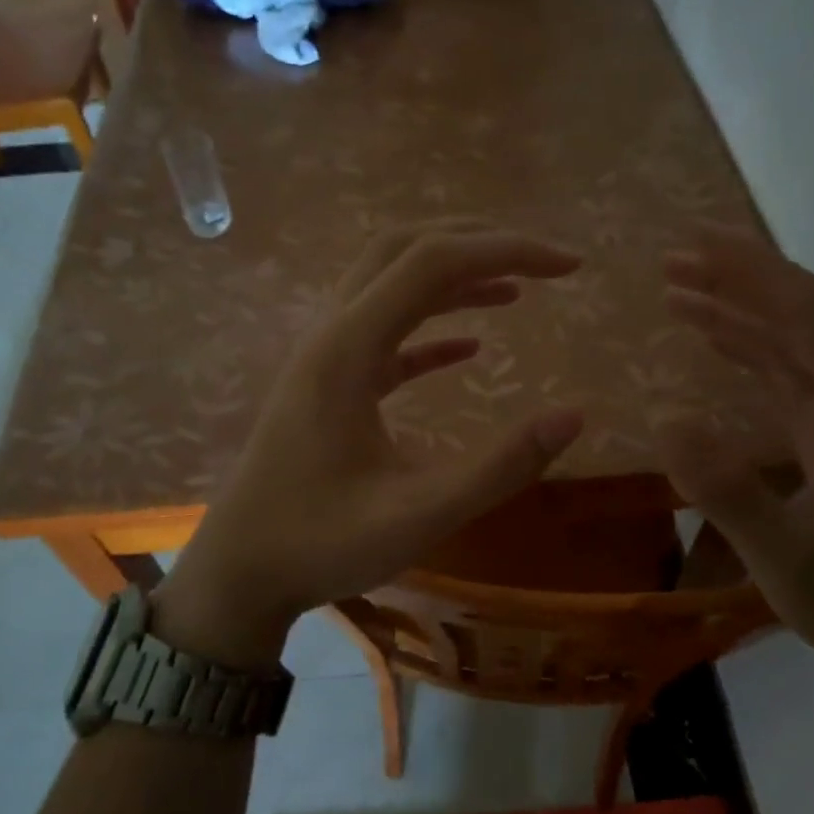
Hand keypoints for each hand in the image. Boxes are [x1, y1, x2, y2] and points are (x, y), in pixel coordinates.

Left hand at [153, 222, 585, 665]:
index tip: (569, 267)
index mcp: (348, 349)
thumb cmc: (321, 544)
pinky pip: (383, 334)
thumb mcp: (421, 514)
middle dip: (477, 241)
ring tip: (515, 290)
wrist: (241, 572)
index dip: (506, 250)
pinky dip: (430, 327)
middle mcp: (332, 334)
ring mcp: (326, 358)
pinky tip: (470, 349)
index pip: (433, 262)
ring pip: (390, 284)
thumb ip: (500, 467)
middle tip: (541, 262)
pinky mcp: (328, 384)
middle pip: (404, 249)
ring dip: (453, 278)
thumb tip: (573, 415)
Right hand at [656, 227, 813, 683]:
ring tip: (678, 289)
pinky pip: (791, 376)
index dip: (755, 273)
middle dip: (742, 280)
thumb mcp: (785, 556)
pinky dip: (749, 349)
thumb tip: (665, 418)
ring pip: (796, 343)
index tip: (697, 244)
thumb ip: (729, 491)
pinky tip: (714, 340)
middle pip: (806, 317)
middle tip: (672, 260)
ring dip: (740, 310)